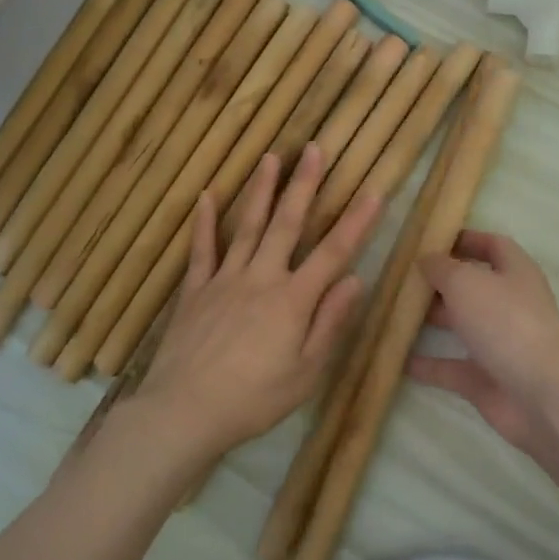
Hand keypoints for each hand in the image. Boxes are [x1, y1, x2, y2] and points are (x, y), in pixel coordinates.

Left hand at [137, 145, 379, 456]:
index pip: (333, 253)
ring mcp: (224, 280)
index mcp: (293, 300)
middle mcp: (261, 278)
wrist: (185, 411)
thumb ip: (330, 323)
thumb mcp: (306, 372)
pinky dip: (204, 222)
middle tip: (313, 148)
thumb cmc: (254, 399)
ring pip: (247, 226)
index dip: (356, 221)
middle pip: (287, 224)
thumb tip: (355, 280)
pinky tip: (207, 195)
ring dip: (261, 190)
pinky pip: (201, 250)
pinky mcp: (194, 290)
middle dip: (304, 185)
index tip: (373, 190)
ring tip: (270, 157)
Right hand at [407, 231, 558, 459]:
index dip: (466, 239)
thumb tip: (426, 259)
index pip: (493, 246)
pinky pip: (452, 367)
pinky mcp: (487, 379)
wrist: (541, 397)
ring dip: (432, 319)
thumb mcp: (466, 283)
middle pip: (473, 286)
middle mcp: (510, 305)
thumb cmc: (506, 324)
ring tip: (394, 311)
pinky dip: (428, 364)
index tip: (432, 240)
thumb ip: (441, 268)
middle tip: (403, 277)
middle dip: (440, 281)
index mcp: (516, 273)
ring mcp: (500, 344)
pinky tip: (398, 359)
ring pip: (462, 325)